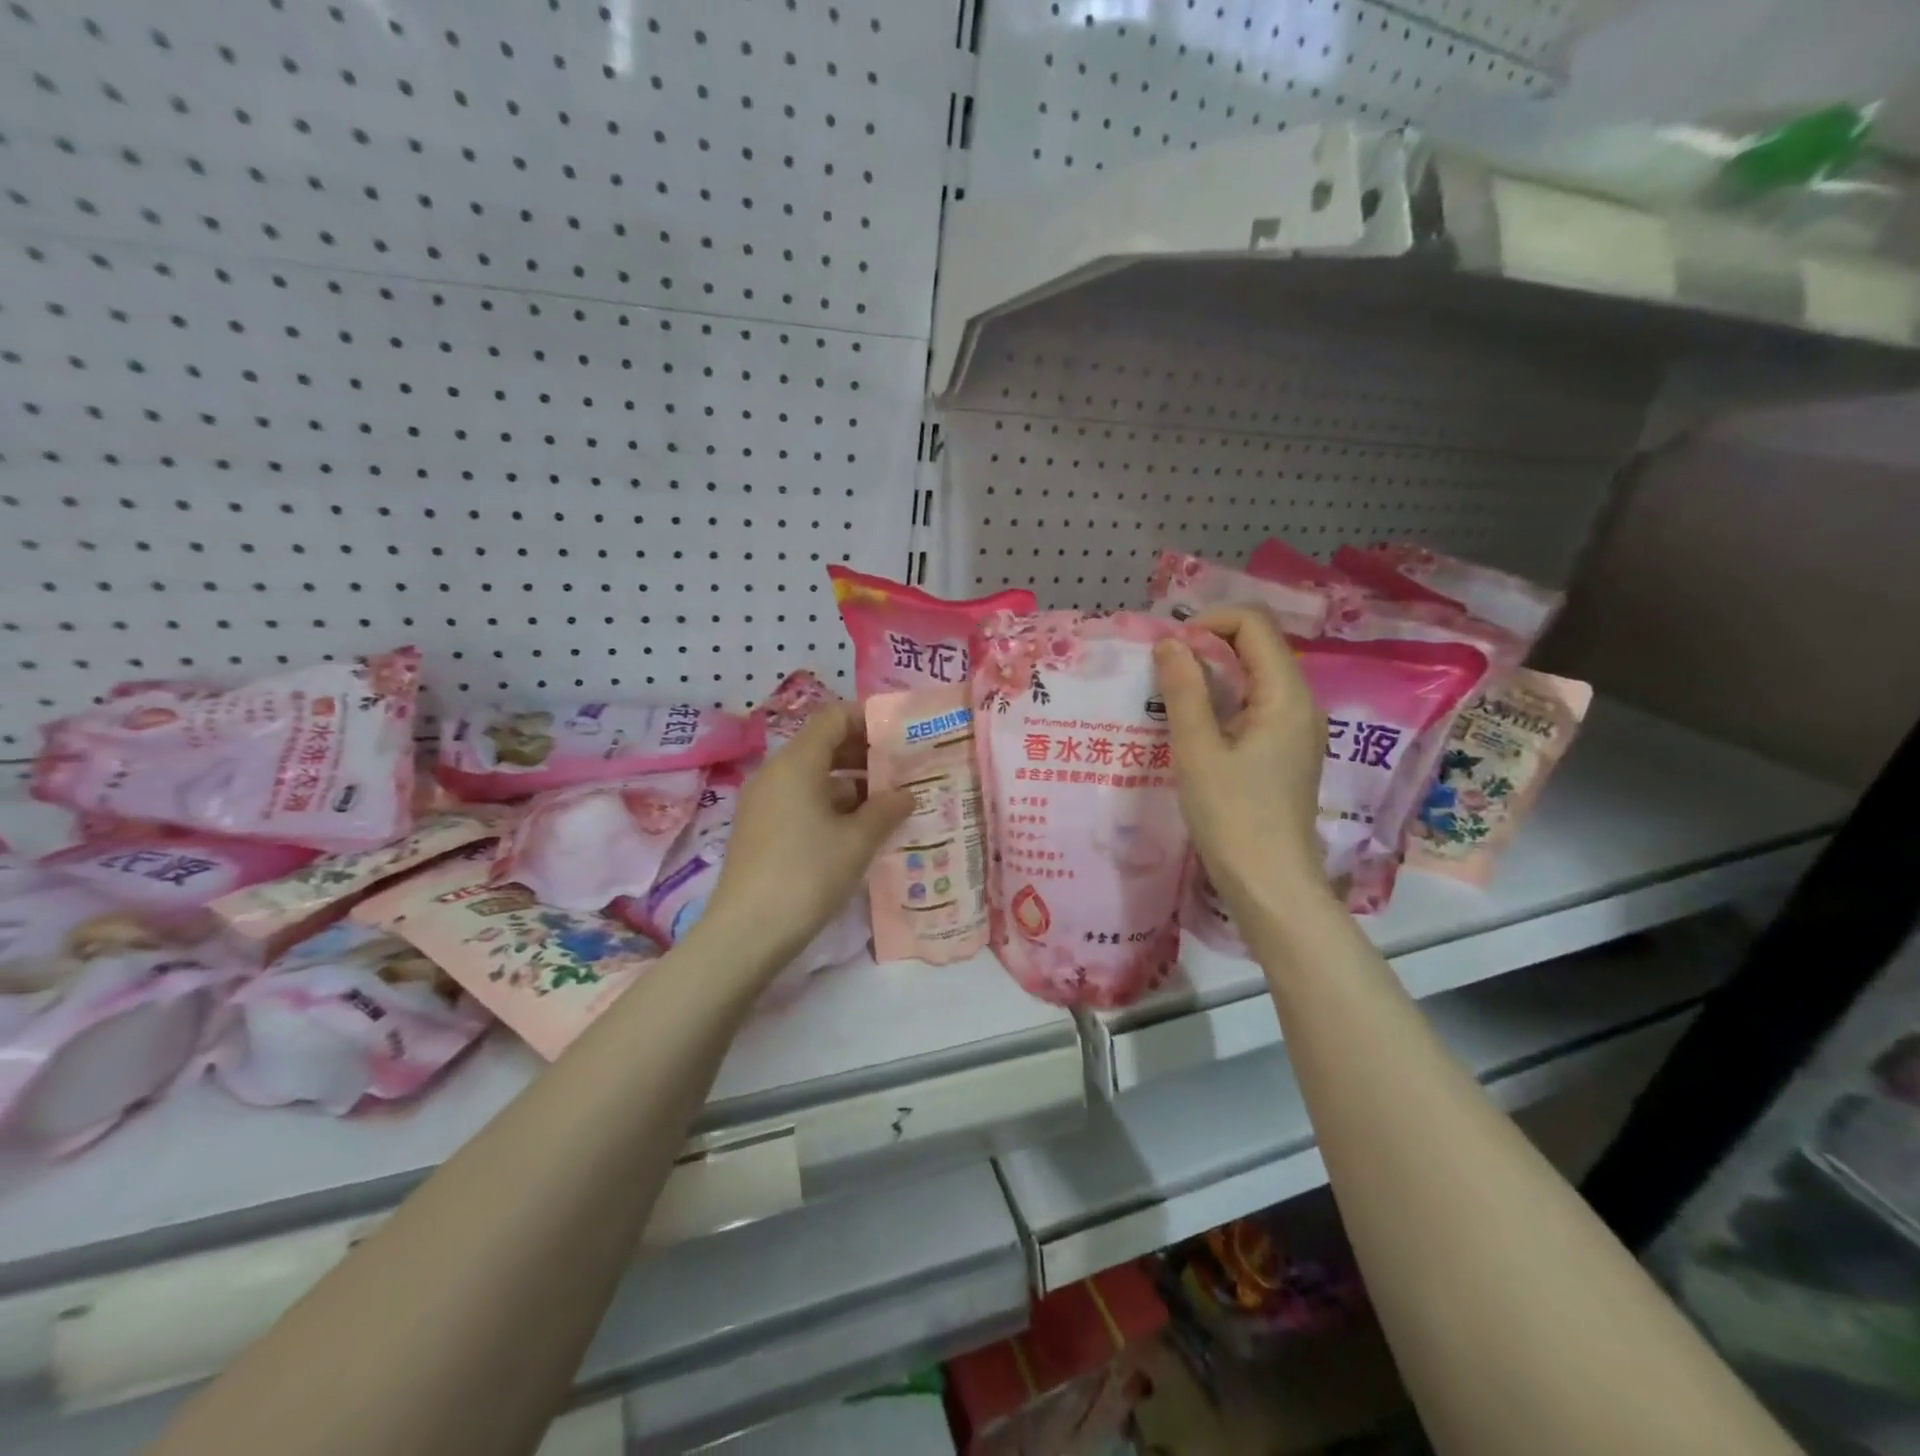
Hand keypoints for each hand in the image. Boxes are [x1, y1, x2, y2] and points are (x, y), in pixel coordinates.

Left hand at [701, 702, 912, 969]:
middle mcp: (775, 773)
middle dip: (864, 753)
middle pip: (822, 744)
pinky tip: (857, 829)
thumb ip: (886, 809)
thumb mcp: (857, 841)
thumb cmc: (808, 874)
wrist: (747, 932)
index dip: (868, 720)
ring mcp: (763, 801)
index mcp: (797, 763)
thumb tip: (906, 794)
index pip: (834, 717)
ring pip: (812, 775)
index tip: (901, 736)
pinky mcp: (759, 828)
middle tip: (903, 770)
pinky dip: (830, 804)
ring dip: (850, 782)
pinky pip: (799, 799)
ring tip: (887, 803)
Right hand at [1154, 607, 1328, 914]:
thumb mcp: (1198, 750)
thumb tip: (1170, 642)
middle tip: (1161, 672)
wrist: (1270, 884)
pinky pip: (1253, 706)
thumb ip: (1184, 691)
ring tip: (1169, 697)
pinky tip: (1191, 726)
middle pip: (1255, 646)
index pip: (1253, 624)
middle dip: (1206, 646)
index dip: (1208, 623)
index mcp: (1286, 695)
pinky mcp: (1284, 751)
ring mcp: (1295, 729)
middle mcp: (1299, 703)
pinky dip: (1221, 702)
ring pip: (1253, 677)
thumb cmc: (1232, 817)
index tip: (1168, 650)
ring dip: (1211, 675)